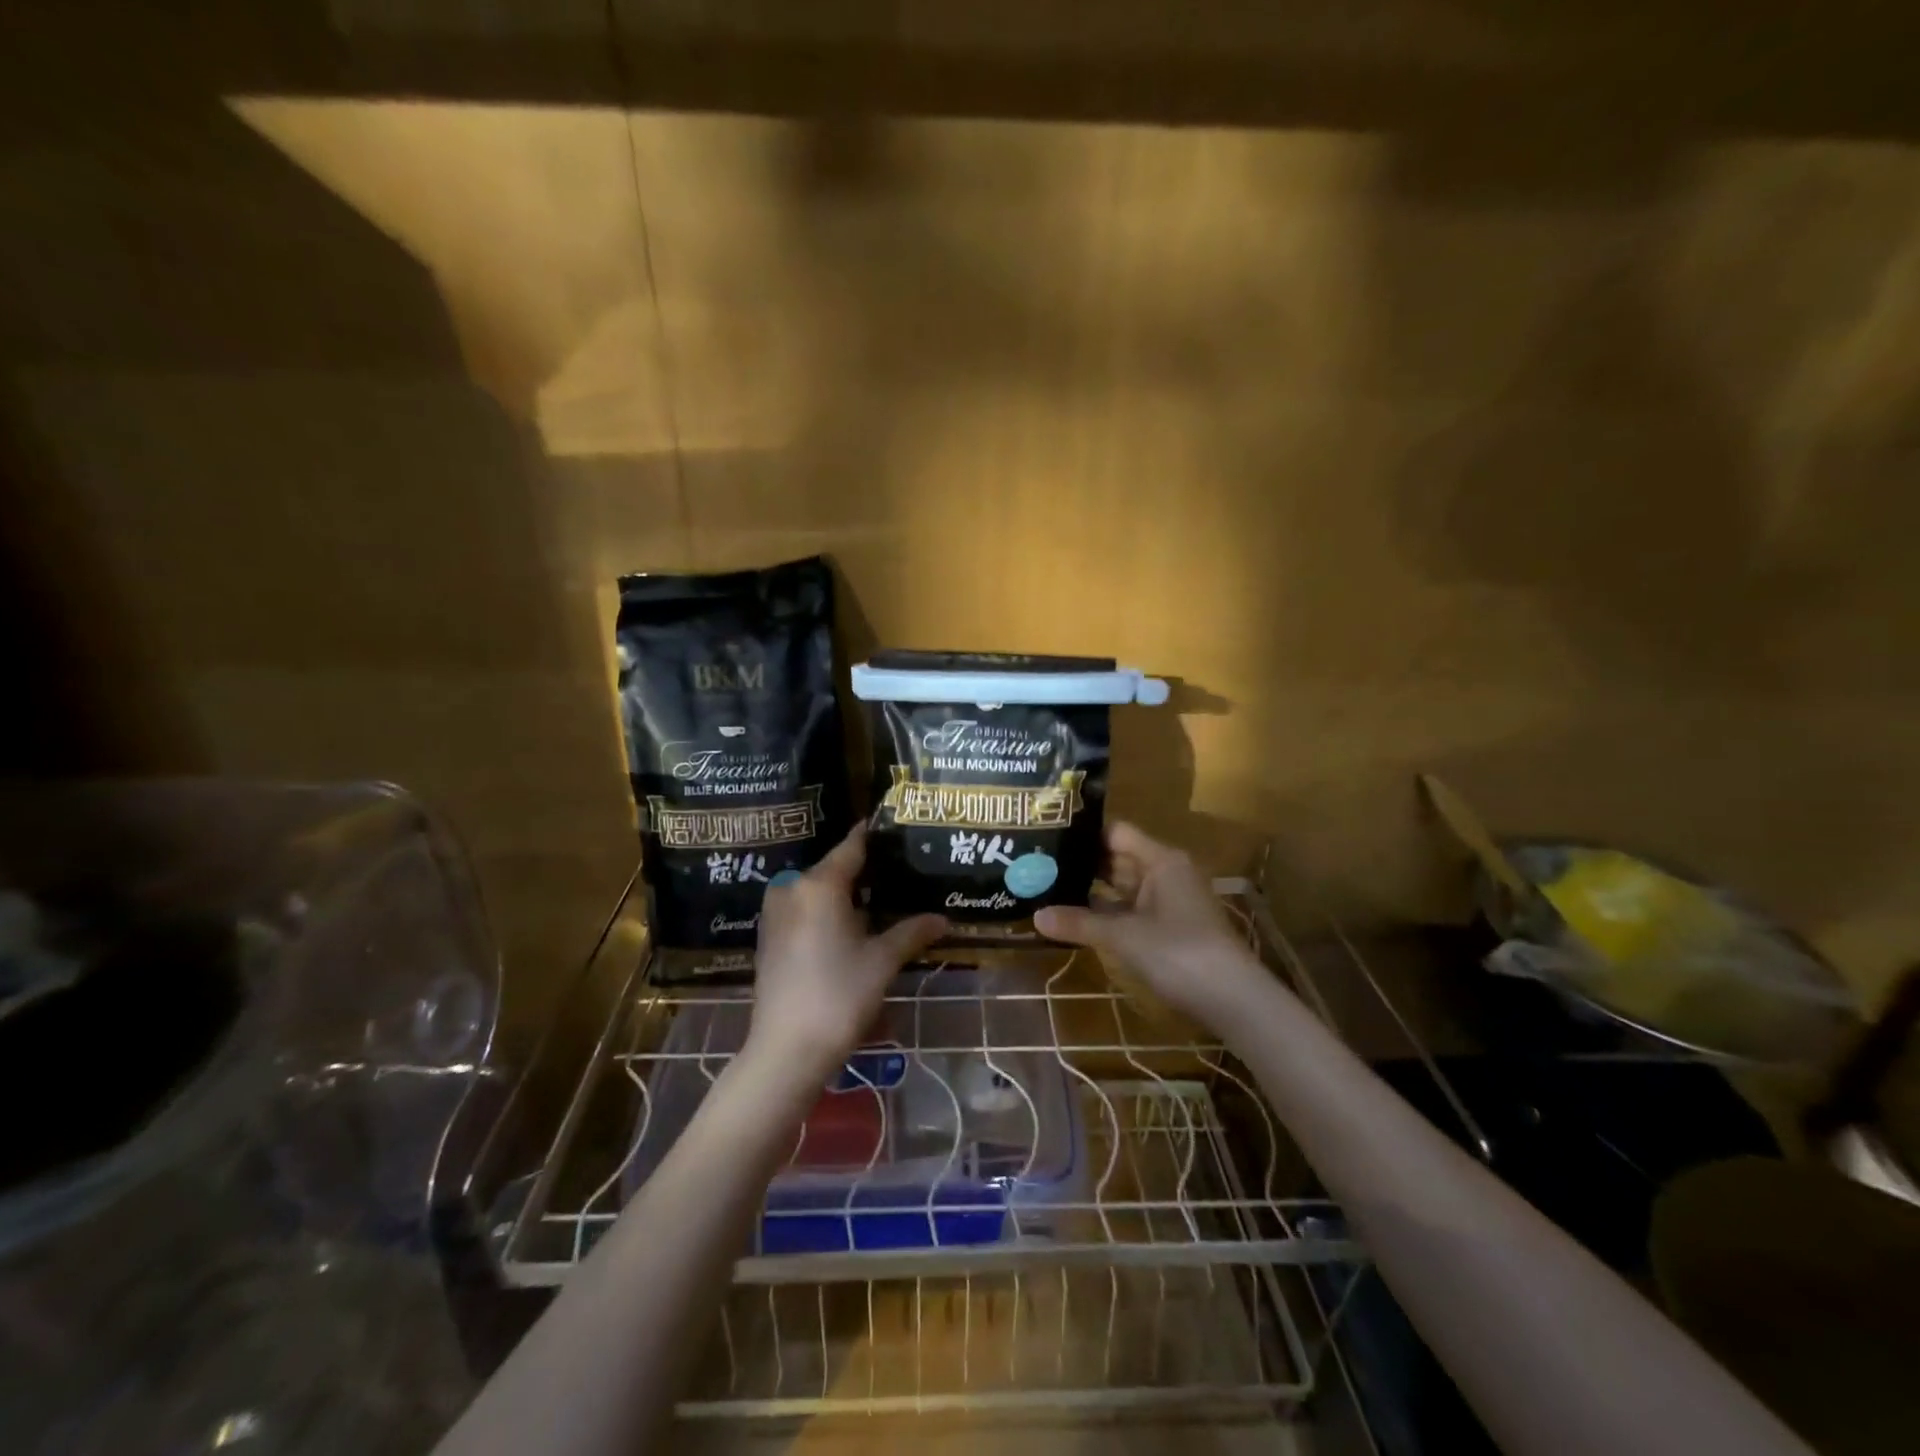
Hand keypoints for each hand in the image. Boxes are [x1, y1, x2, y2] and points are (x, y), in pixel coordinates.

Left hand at [748, 824, 946, 1081]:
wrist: (786, 1050)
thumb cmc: (839, 996)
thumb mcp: (882, 962)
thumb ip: (912, 932)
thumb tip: (944, 920)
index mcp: (819, 884)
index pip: (852, 846)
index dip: (875, 836)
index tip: (896, 829)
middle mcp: (792, 888)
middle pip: (835, 869)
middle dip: (866, 873)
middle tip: (900, 875)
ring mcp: (775, 913)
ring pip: (818, 892)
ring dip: (846, 897)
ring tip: (881, 905)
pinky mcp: (769, 937)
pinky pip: (803, 911)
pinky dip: (826, 913)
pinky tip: (850, 930)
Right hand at [1035, 821, 1265, 1027]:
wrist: (1233, 1000)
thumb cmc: (1179, 954)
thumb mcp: (1124, 937)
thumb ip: (1080, 923)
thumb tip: (1035, 915)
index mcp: (1161, 860)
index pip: (1116, 833)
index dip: (1083, 833)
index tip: (1046, 836)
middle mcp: (1165, 873)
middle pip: (1117, 859)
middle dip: (1081, 864)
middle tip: (1037, 864)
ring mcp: (1169, 901)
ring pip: (1123, 887)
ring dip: (1091, 891)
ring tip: (1047, 889)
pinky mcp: (1169, 927)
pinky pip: (1131, 910)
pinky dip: (1107, 914)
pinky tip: (1076, 919)